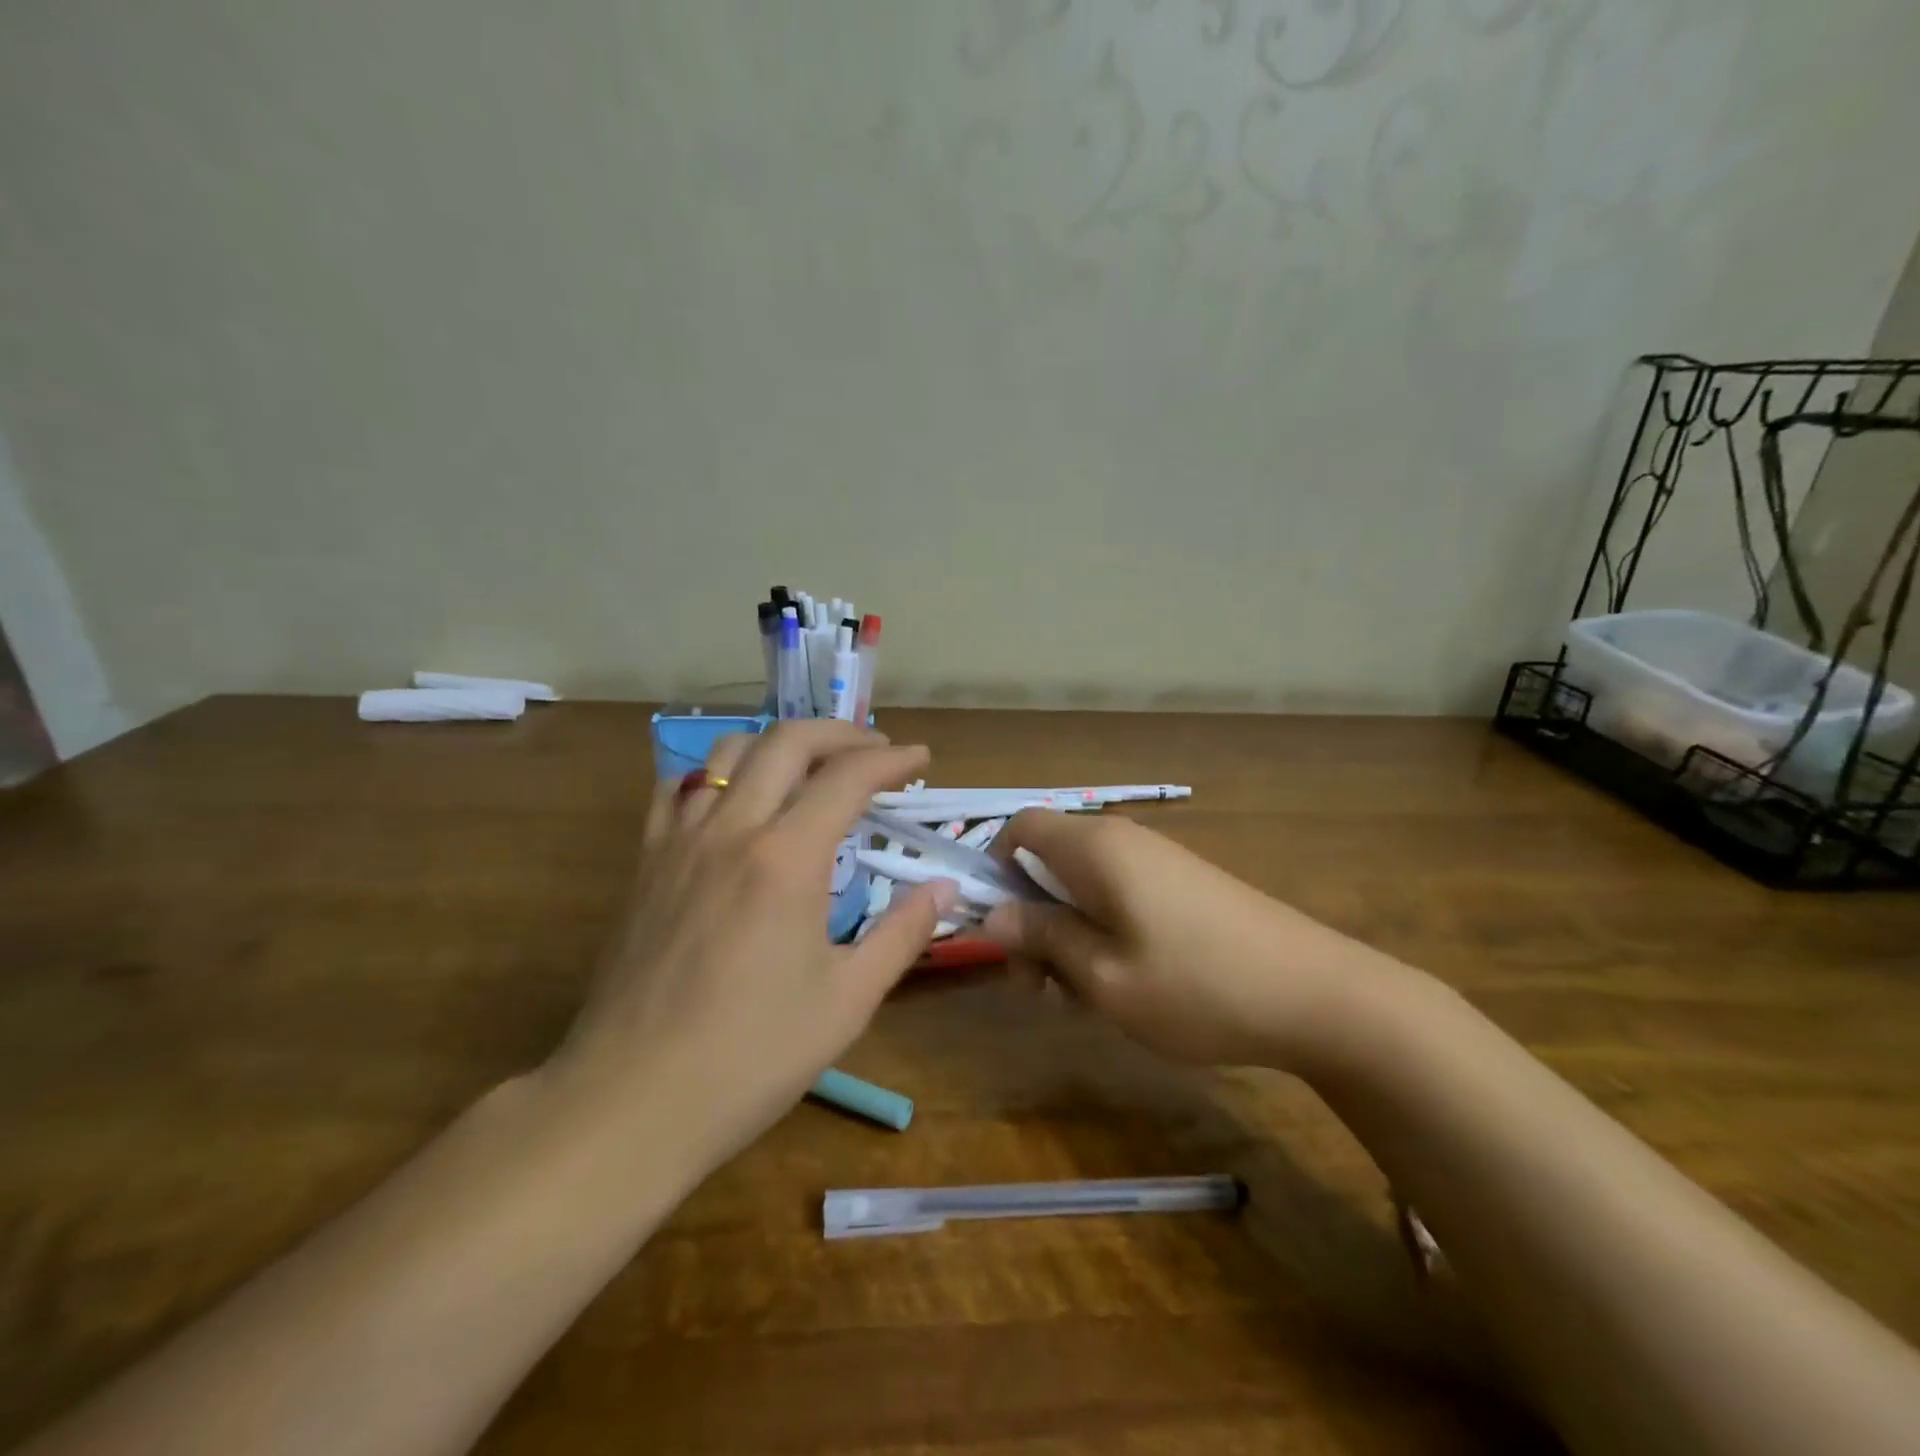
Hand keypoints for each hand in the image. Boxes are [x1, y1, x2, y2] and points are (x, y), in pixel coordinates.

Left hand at [544, 721, 955, 1170]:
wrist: (631, 1102)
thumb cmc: (751, 1056)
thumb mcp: (847, 1001)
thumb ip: (901, 934)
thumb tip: (942, 888)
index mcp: (786, 859)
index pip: (847, 777)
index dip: (891, 760)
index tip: (920, 759)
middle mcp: (731, 831)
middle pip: (787, 742)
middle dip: (840, 733)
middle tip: (875, 750)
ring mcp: (679, 842)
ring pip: (729, 754)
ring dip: (779, 745)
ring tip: (811, 767)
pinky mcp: (646, 865)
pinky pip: (679, 790)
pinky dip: (717, 775)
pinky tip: (735, 800)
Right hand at [980, 810, 1383, 1069]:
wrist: (1318, 995)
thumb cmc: (1197, 986)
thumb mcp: (1103, 974)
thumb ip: (1042, 936)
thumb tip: (993, 914)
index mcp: (1096, 848)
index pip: (1020, 826)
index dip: (996, 870)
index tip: (1003, 931)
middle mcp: (1124, 841)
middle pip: (1048, 862)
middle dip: (1031, 920)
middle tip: (1040, 989)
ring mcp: (1159, 863)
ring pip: (1083, 888)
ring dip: (1067, 936)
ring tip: (1083, 1000)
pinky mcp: (1184, 887)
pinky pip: (1120, 899)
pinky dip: (1103, 936)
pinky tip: (1124, 988)